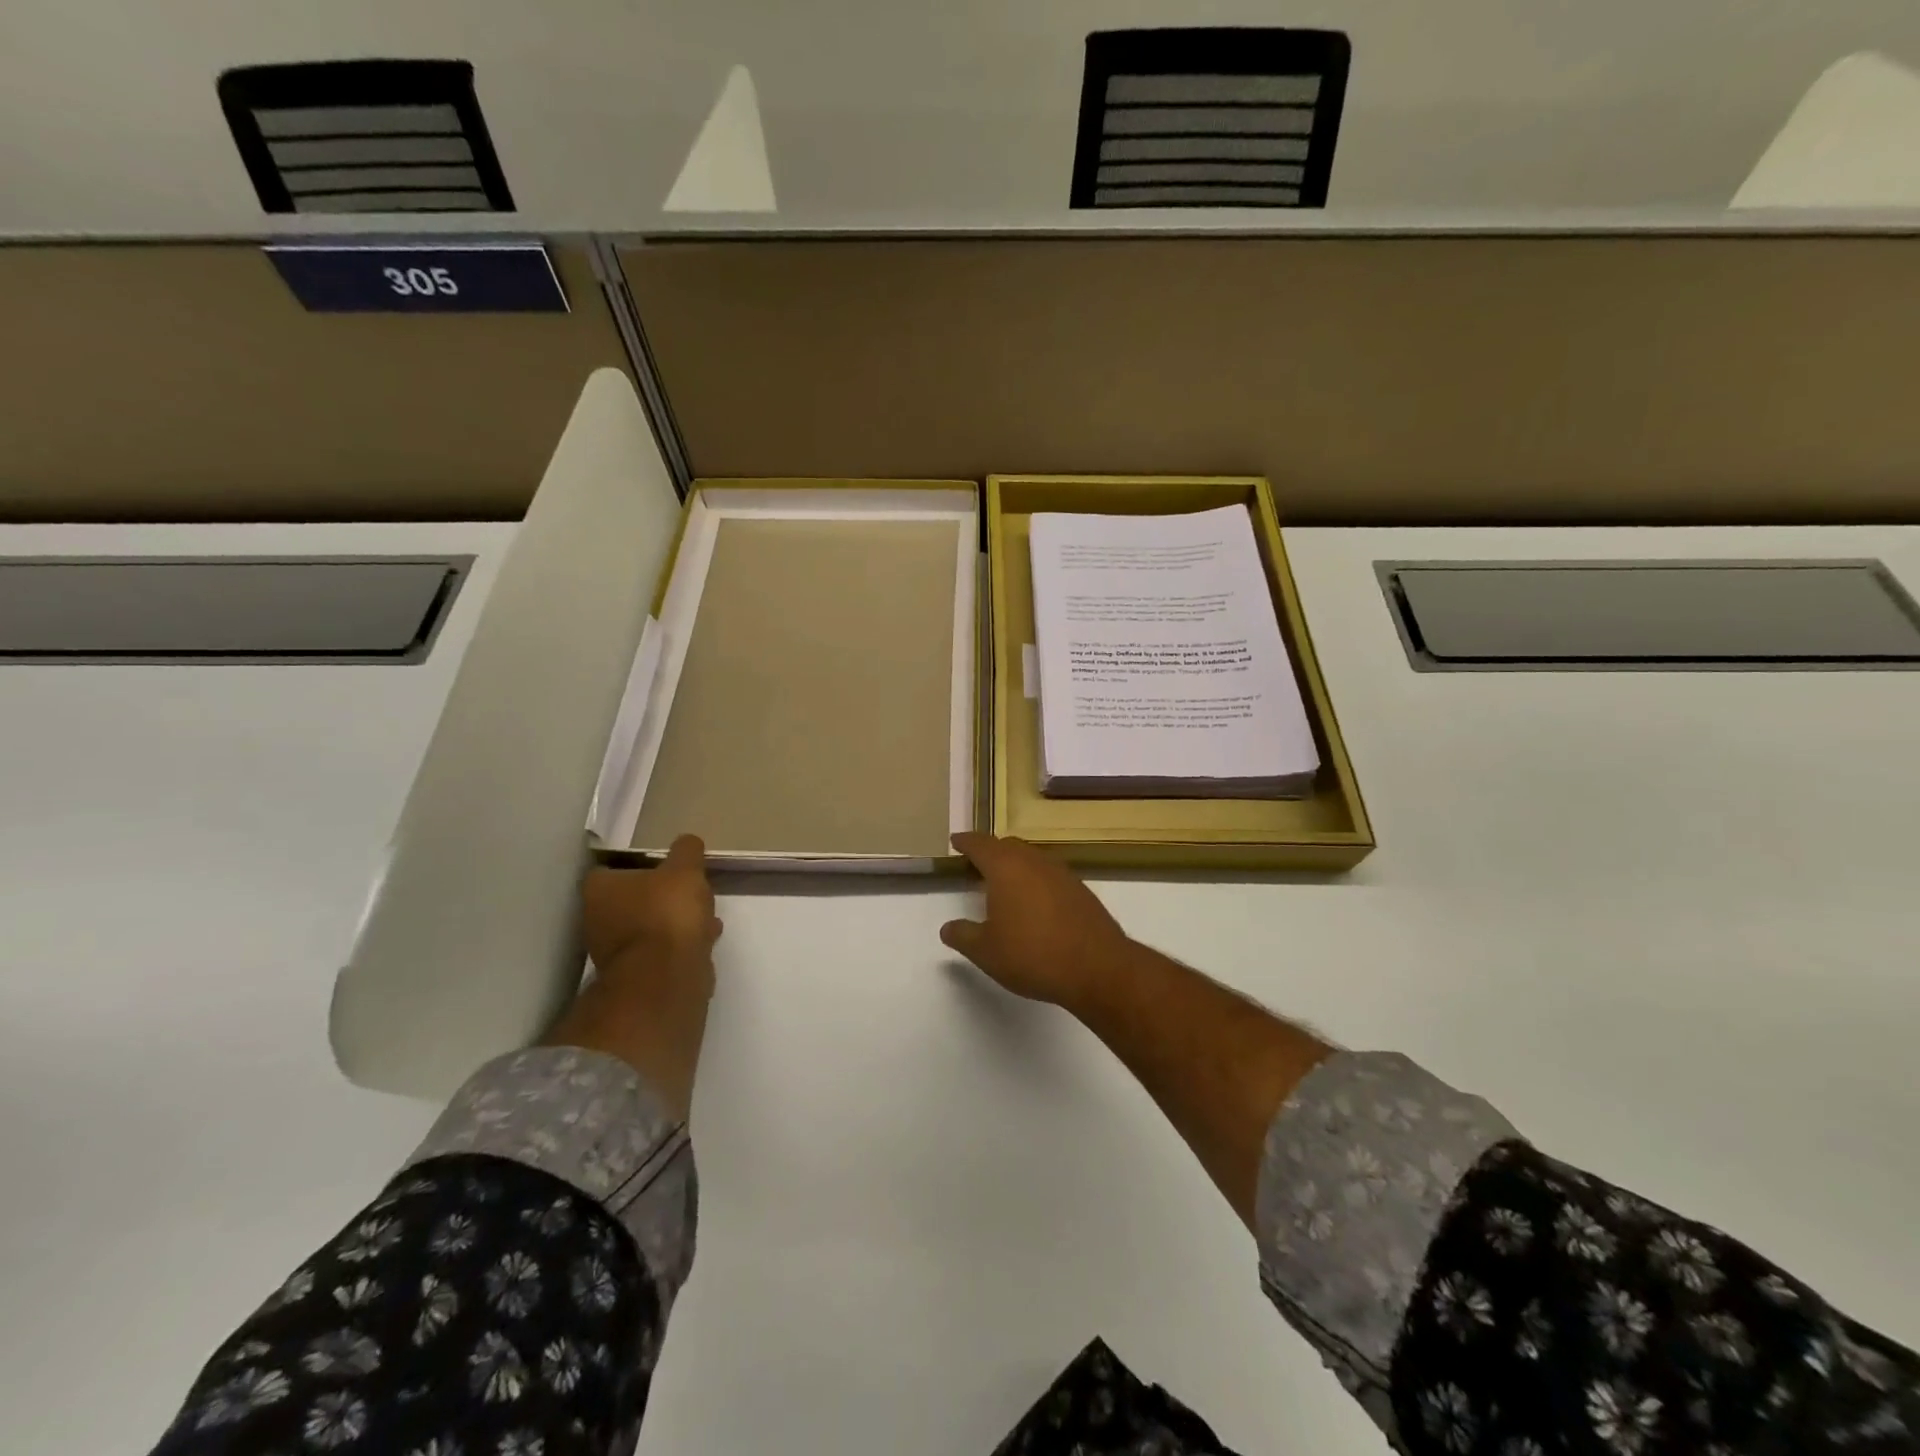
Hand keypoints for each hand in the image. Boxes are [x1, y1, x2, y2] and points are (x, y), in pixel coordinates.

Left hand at [580, 833, 722, 980]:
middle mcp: (596, 920)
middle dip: (657, 896)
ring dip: (671, 921)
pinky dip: (678, 943)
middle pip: (628, 900)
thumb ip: (686, 851)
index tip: (664, 864)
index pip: (610, 869)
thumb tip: (687, 842)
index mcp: (599, 890)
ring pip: (646, 926)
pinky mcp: (636, 975)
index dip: (638, 865)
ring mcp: (614, 952)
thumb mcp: (685, 870)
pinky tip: (703, 938)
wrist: (666, 977)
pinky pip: (659, 950)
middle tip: (686, 889)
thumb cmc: (666, 913)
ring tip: (704, 915)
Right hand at [940, 832, 1134, 1012]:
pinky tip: (1034, 902)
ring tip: (1003, 883)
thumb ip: (963, 936)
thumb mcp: (986, 952)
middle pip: (1008, 846)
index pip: (980, 845)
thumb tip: (948, 928)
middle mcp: (1034, 862)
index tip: (956, 841)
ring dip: (1015, 864)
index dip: (966, 842)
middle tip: (977, 863)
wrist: (1097, 967)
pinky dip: (1035, 880)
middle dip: (991, 851)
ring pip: (1031, 858)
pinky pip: (1049, 875)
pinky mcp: (1080, 890)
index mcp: (1006, 868)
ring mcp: (1061, 874)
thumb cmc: (1032, 955)